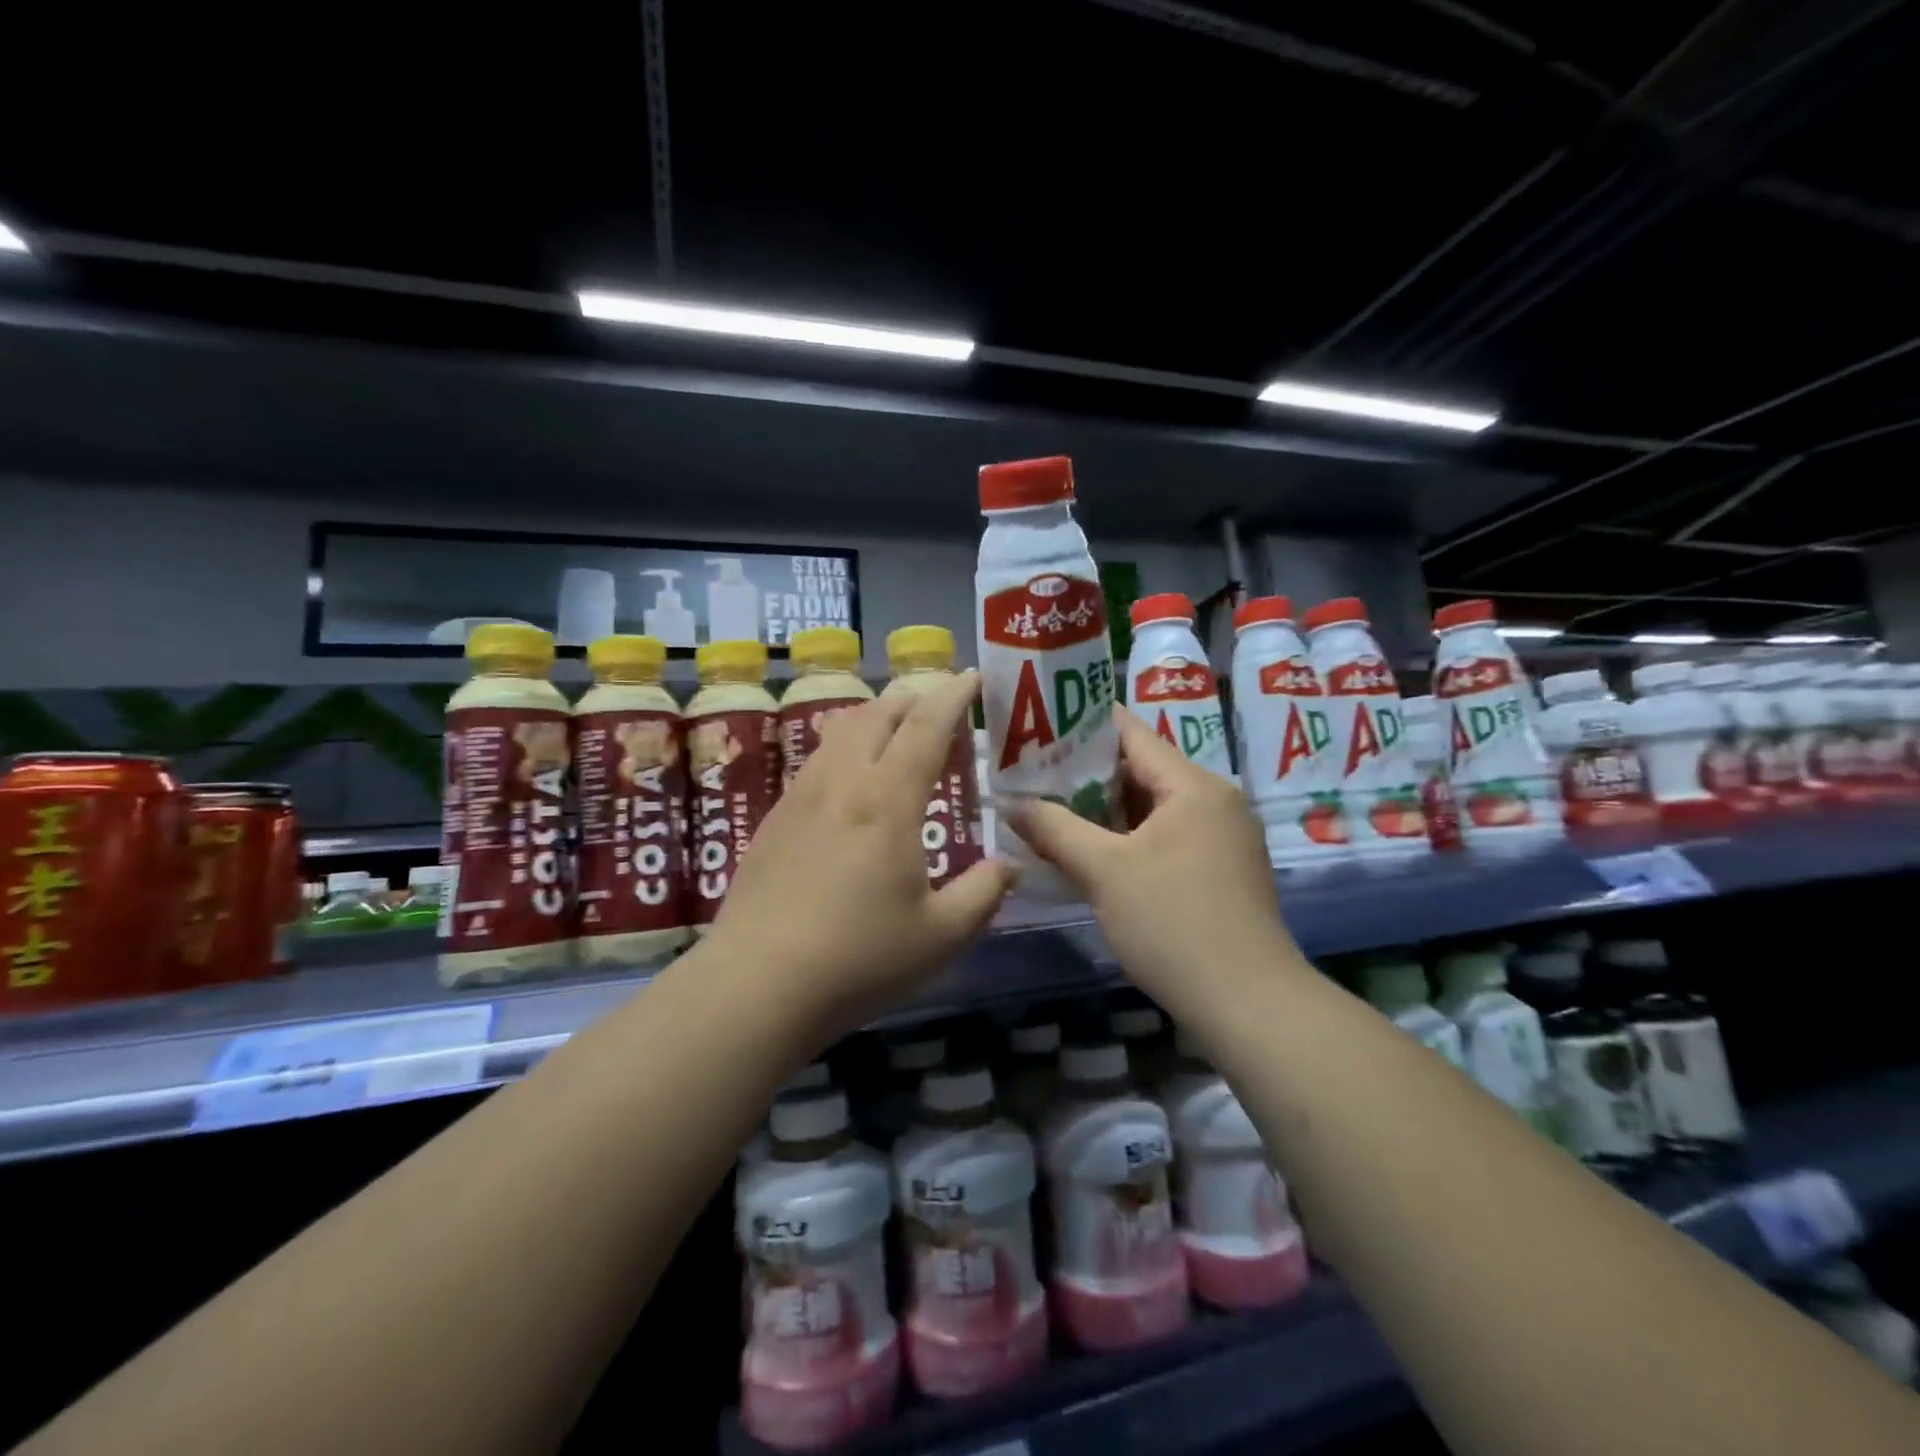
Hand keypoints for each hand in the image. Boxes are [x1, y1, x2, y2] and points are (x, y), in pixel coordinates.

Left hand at [705, 670, 1017, 1035]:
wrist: (756, 986)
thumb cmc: (858, 958)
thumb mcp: (942, 935)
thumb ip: (984, 892)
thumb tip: (1011, 865)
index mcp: (886, 799)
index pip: (926, 725)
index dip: (953, 695)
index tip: (973, 677)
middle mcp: (841, 783)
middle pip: (877, 714)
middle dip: (913, 699)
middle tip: (941, 710)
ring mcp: (800, 798)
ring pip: (840, 731)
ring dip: (876, 721)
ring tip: (898, 739)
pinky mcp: (774, 820)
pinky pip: (817, 761)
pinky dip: (847, 750)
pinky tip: (852, 787)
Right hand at [1005, 707, 1291, 1008]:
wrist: (1247, 1003)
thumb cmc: (1173, 922)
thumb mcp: (1103, 871)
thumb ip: (1054, 829)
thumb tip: (1011, 803)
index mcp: (1193, 785)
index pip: (1131, 733)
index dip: (1082, 724)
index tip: (1037, 725)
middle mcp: (1214, 800)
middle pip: (1141, 769)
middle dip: (1085, 773)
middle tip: (1031, 774)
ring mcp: (1222, 837)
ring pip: (1151, 807)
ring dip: (1103, 810)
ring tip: (1049, 809)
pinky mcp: (1220, 870)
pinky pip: (1165, 837)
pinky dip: (1127, 838)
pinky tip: (1089, 852)